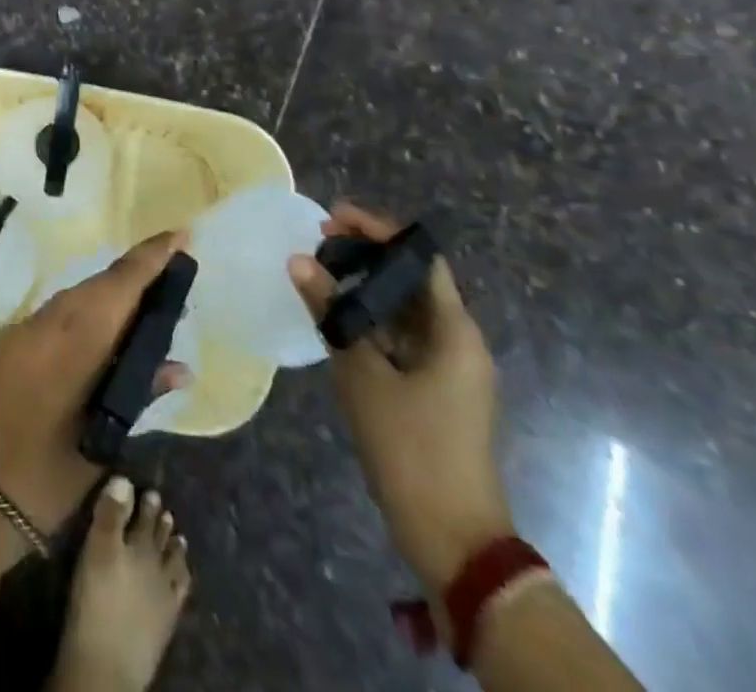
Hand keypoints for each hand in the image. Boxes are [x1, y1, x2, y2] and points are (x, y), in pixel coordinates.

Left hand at [0, 231, 190, 532]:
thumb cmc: (38, 479)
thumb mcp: (99, 444)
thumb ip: (136, 396)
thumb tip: (179, 368)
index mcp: (74, 340)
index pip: (121, 284)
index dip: (152, 257)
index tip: (181, 235)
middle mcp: (47, 322)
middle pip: (99, 286)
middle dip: (136, 276)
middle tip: (173, 280)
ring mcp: (23, 331)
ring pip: (76, 299)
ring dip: (111, 297)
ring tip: (146, 309)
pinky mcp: (8, 346)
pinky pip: (57, 316)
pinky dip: (86, 316)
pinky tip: (103, 337)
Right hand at [289, 202, 513, 590]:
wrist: (452, 538)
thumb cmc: (411, 448)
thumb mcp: (361, 375)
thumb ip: (330, 313)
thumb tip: (297, 261)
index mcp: (454, 332)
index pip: (420, 257)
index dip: (379, 230)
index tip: (333, 217)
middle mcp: (458, 341)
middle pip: (412, 279)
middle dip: (367, 255)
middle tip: (319, 241)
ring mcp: (448, 368)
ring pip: (403, 309)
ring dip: (365, 287)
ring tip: (319, 271)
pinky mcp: (434, 389)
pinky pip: (400, 337)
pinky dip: (369, 320)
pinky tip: (334, 316)